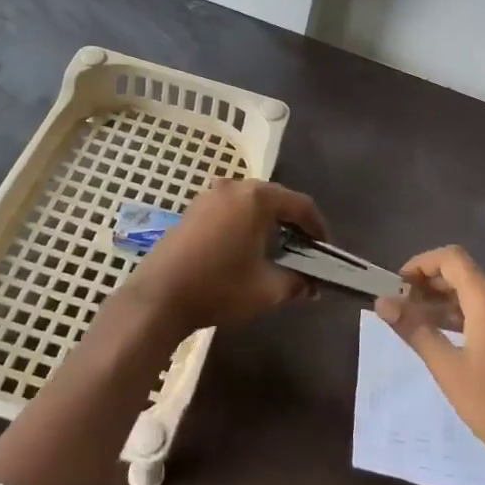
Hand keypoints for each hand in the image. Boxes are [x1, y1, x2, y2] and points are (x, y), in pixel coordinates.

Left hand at [115, 179, 326, 337]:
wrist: (158, 297)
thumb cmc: (219, 288)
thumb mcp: (268, 289)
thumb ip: (297, 282)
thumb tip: (312, 286)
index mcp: (256, 198)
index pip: (300, 204)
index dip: (318, 227)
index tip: (326, 249)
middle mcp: (233, 187)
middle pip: (275, 199)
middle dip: (293, 224)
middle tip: (305, 250)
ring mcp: (209, 196)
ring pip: (251, 204)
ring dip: (268, 224)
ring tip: (278, 251)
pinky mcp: (192, 210)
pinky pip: (230, 210)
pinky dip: (245, 224)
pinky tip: (247, 249)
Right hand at [375, 246, 484, 481]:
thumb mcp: (447, 368)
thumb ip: (414, 330)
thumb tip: (382, 303)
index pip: (452, 258)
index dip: (421, 264)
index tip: (397, 285)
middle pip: (464, 273)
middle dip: (430, 283)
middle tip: (401, 305)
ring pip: (476, 292)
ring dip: (445, 300)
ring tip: (416, 321)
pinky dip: (463, 313)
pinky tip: (445, 335)